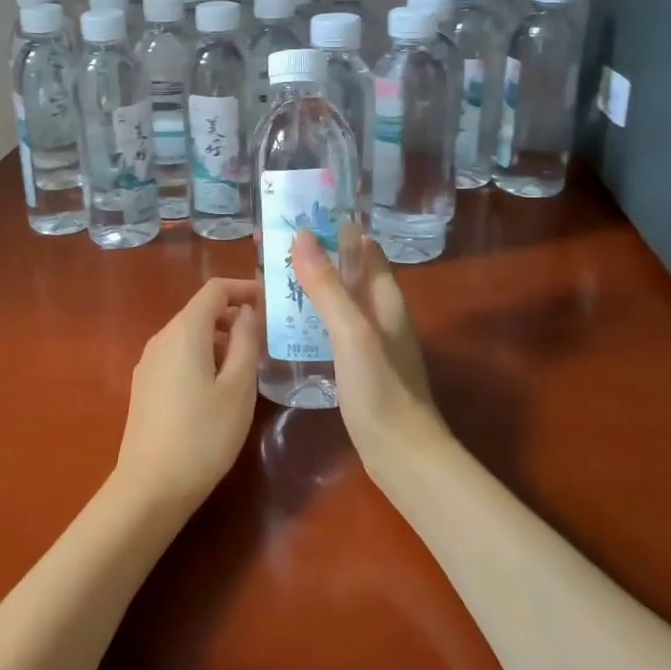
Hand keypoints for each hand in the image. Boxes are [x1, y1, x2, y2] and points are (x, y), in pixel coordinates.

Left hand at [114, 278, 261, 513]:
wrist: (150, 487)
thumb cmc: (203, 435)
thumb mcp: (238, 387)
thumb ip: (246, 342)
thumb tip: (248, 311)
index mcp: (184, 330)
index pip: (215, 289)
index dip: (244, 288)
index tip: (271, 302)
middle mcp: (161, 338)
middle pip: (201, 311)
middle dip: (235, 317)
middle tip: (268, 339)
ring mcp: (149, 362)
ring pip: (190, 335)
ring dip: (220, 340)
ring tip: (250, 366)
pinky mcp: (145, 386)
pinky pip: (178, 356)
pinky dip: (203, 357)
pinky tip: (220, 388)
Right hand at [290, 228, 446, 476]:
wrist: (402, 456)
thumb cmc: (381, 389)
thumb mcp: (352, 332)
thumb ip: (328, 286)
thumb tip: (302, 235)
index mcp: (385, 297)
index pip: (362, 246)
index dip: (335, 226)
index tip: (297, 213)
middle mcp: (380, 312)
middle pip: (347, 270)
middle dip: (314, 253)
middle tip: (269, 244)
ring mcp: (370, 340)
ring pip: (337, 298)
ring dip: (309, 284)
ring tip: (269, 275)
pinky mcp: (358, 364)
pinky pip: (330, 326)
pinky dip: (309, 315)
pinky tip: (285, 322)